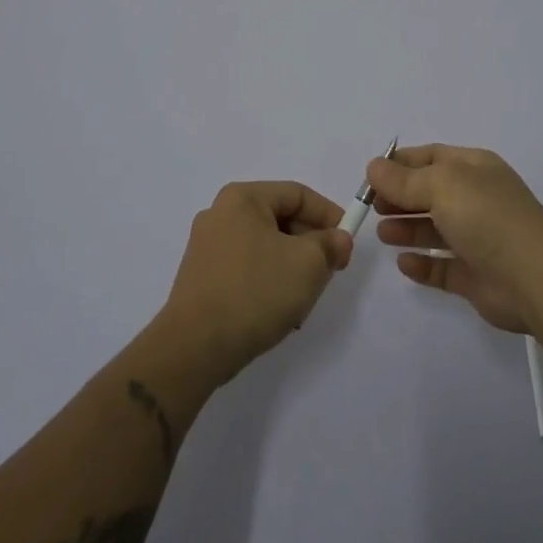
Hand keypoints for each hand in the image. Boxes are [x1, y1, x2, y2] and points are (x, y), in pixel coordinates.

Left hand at [160, 181, 352, 382]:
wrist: (194, 348)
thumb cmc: (255, 292)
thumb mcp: (307, 264)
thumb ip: (330, 245)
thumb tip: (338, 239)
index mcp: (242, 198)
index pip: (298, 194)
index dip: (329, 215)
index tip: (347, 244)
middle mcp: (220, 214)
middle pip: (281, 219)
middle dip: (311, 244)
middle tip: (330, 271)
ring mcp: (207, 246)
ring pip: (266, 246)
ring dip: (292, 267)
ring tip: (305, 298)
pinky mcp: (202, 277)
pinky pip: (247, 267)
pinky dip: (269, 281)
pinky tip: (279, 311)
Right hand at [370, 144, 542, 335]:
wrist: (535, 277)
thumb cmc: (487, 217)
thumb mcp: (441, 185)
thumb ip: (404, 179)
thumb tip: (373, 166)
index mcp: (474, 168)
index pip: (432, 157)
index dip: (401, 164)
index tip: (370, 177)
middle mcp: (477, 199)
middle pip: (430, 193)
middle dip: (400, 197)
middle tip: (372, 208)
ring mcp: (478, 238)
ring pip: (435, 230)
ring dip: (407, 229)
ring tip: (383, 234)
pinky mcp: (476, 276)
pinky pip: (442, 268)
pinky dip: (422, 265)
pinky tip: (404, 264)